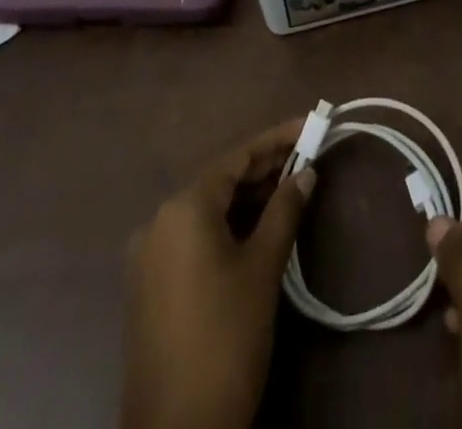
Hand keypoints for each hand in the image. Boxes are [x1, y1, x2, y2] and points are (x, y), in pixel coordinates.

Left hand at [121, 120, 315, 428]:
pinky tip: (259, 228)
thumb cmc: (225, 336)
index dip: (278, 139)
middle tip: (308, 157)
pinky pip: (195, 236)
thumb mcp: (263, 267)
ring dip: (249, 198)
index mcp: (184, 207)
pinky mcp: (151, 286)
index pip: (238, 157)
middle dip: (265, 168)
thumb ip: (285, 210)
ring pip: (209, 209)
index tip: (311, 125)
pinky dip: (228, 225)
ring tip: (292, 188)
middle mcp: (160, 221)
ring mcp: (150, 256)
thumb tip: (306, 173)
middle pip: (221, 180)